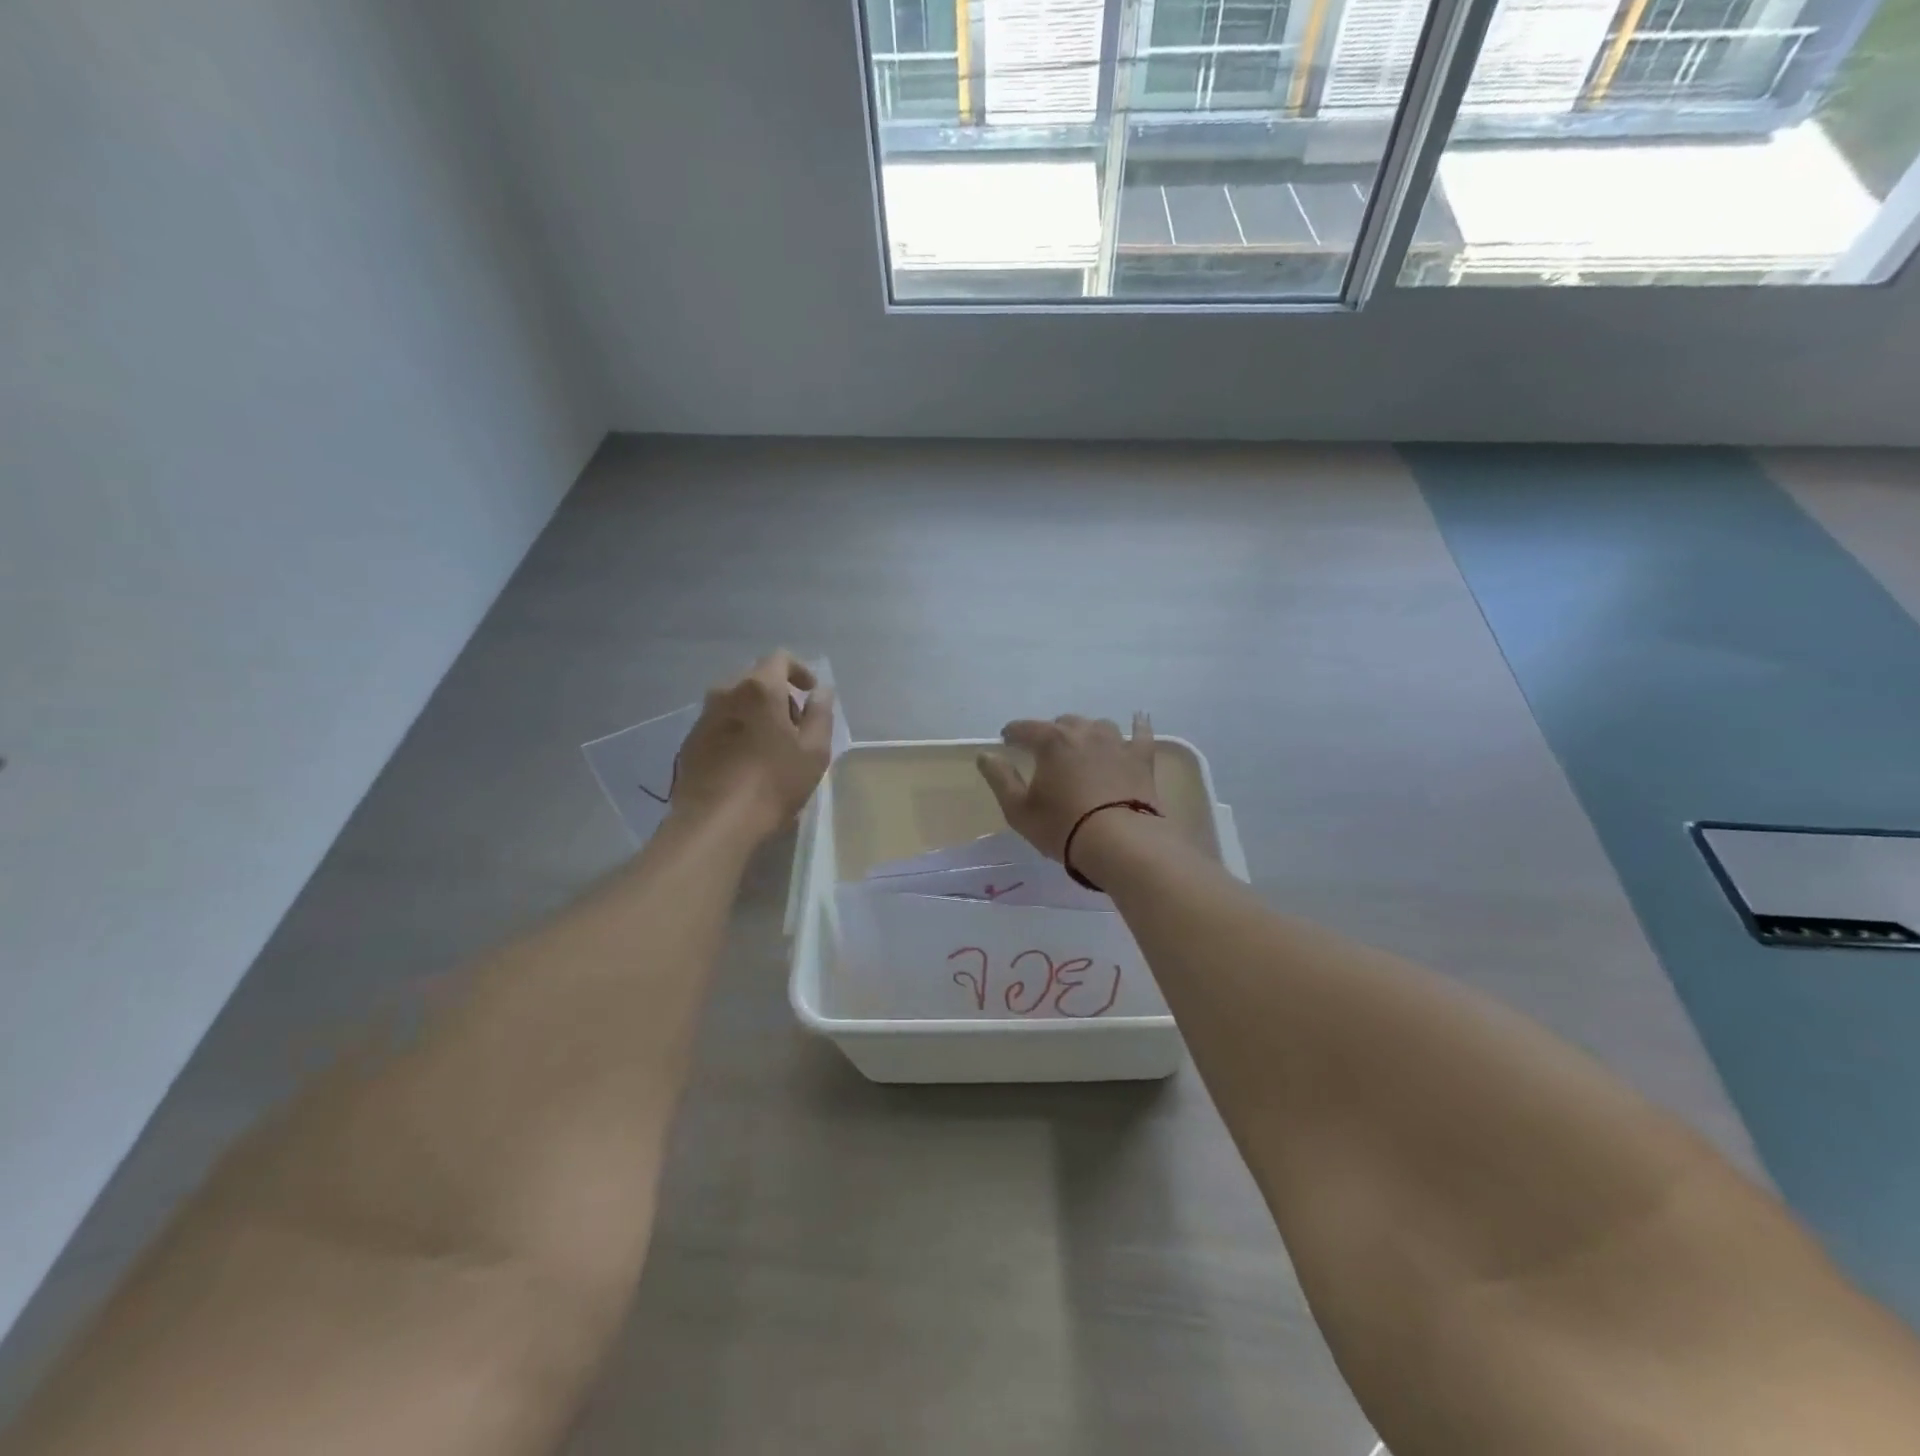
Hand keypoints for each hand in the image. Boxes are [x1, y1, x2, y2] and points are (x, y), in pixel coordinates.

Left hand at [672, 651, 833, 840]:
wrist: (715, 822)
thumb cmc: (774, 782)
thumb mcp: (814, 750)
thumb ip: (821, 714)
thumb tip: (821, 691)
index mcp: (759, 688)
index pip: (780, 658)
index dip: (800, 671)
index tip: (810, 694)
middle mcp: (726, 692)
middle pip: (756, 679)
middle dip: (778, 694)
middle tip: (795, 725)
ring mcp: (703, 717)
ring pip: (735, 701)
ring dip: (755, 713)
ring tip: (770, 745)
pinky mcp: (690, 741)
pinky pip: (719, 723)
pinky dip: (736, 730)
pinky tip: (745, 761)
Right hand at [976, 713, 1157, 860]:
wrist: (1121, 843)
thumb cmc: (1063, 827)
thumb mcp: (1019, 809)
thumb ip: (1000, 778)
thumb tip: (985, 755)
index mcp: (1051, 741)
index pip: (1025, 728)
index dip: (1013, 733)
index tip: (1006, 741)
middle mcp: (1084, 732)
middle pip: (1063, 723)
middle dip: (1051, 734)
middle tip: (1045, 753)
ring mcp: (1116, 743)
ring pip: (1098, 725)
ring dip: (1086, 732)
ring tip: (1082, 746)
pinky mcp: (1141, 759)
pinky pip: (1140, 734)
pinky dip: (1137, 726)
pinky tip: (1138, 719)